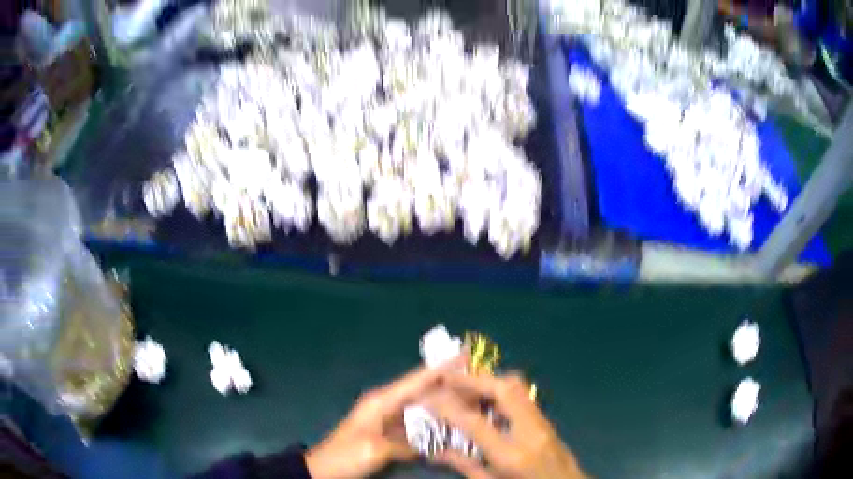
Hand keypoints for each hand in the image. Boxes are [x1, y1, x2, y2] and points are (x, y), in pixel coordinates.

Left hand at [305, 357, 462, 478]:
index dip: (441, 367)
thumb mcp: (375, 449)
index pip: (416, 380)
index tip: (465, 354)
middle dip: (448, 384)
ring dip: (443, 404)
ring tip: (470, 401)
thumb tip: (430, 444)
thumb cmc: (346, 456)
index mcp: (381, 401)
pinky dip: (433, 424)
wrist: (323, 470)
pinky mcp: (389, 434)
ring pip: (422, 408)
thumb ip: (405, 443)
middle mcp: (386, 405)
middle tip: (478, 381)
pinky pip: (416, 425)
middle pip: (422, 391)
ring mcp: (388, 420)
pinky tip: (450, 427)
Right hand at [425, 372, 585, 478]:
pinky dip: (501, 390)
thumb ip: (464, 465)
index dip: (447, 405)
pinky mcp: (548, 421)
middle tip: (448, 378)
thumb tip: (436, 450)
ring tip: (465, 385)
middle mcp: (530, 432)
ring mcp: (543, 423)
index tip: (428, 395)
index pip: (474, 422)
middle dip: (474, 379)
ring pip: (518, 387)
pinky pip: (523, 395)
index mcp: (511, 455)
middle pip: (504, 390)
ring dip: (489, 381)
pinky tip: (487, 399)